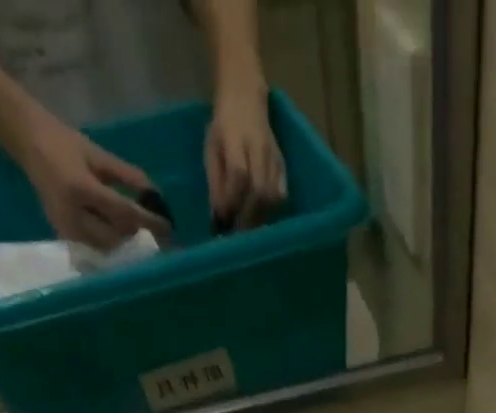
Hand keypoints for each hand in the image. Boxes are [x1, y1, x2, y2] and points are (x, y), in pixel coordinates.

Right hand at [10, 106, 169, 249]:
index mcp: (81, 188)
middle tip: (157, 236)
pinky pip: (95, 249)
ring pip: (107, 248)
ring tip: (142, 238)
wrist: (25, 140)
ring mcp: (67, 229)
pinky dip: (111, 246)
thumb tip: (155, 195)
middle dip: (138, 237)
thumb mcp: (97, 154)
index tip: (168, 227)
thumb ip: (127, 176)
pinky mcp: (64, 236)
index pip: (124, 213)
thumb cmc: (63, 142)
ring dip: (126, 244)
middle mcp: (73, 214)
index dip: (148, 222)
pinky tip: (122, 240)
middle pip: (117, 237)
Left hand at [205, 82, 284, 229]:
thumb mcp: (211, 148)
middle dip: (248, 216)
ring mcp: (274, 156)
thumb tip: (218, 218)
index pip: (238, 174)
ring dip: (261, 217)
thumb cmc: (223, 125)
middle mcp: (258, 148)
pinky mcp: (283, 164)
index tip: (223, 220)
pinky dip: (273, 209)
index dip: (232, 200)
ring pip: (273, 195)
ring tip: (249, 229)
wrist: (246, 95)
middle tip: (238, 233)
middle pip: (260, 190)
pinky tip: (262, 216)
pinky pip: (282, 193)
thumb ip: (215, 182)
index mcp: (236, 139)